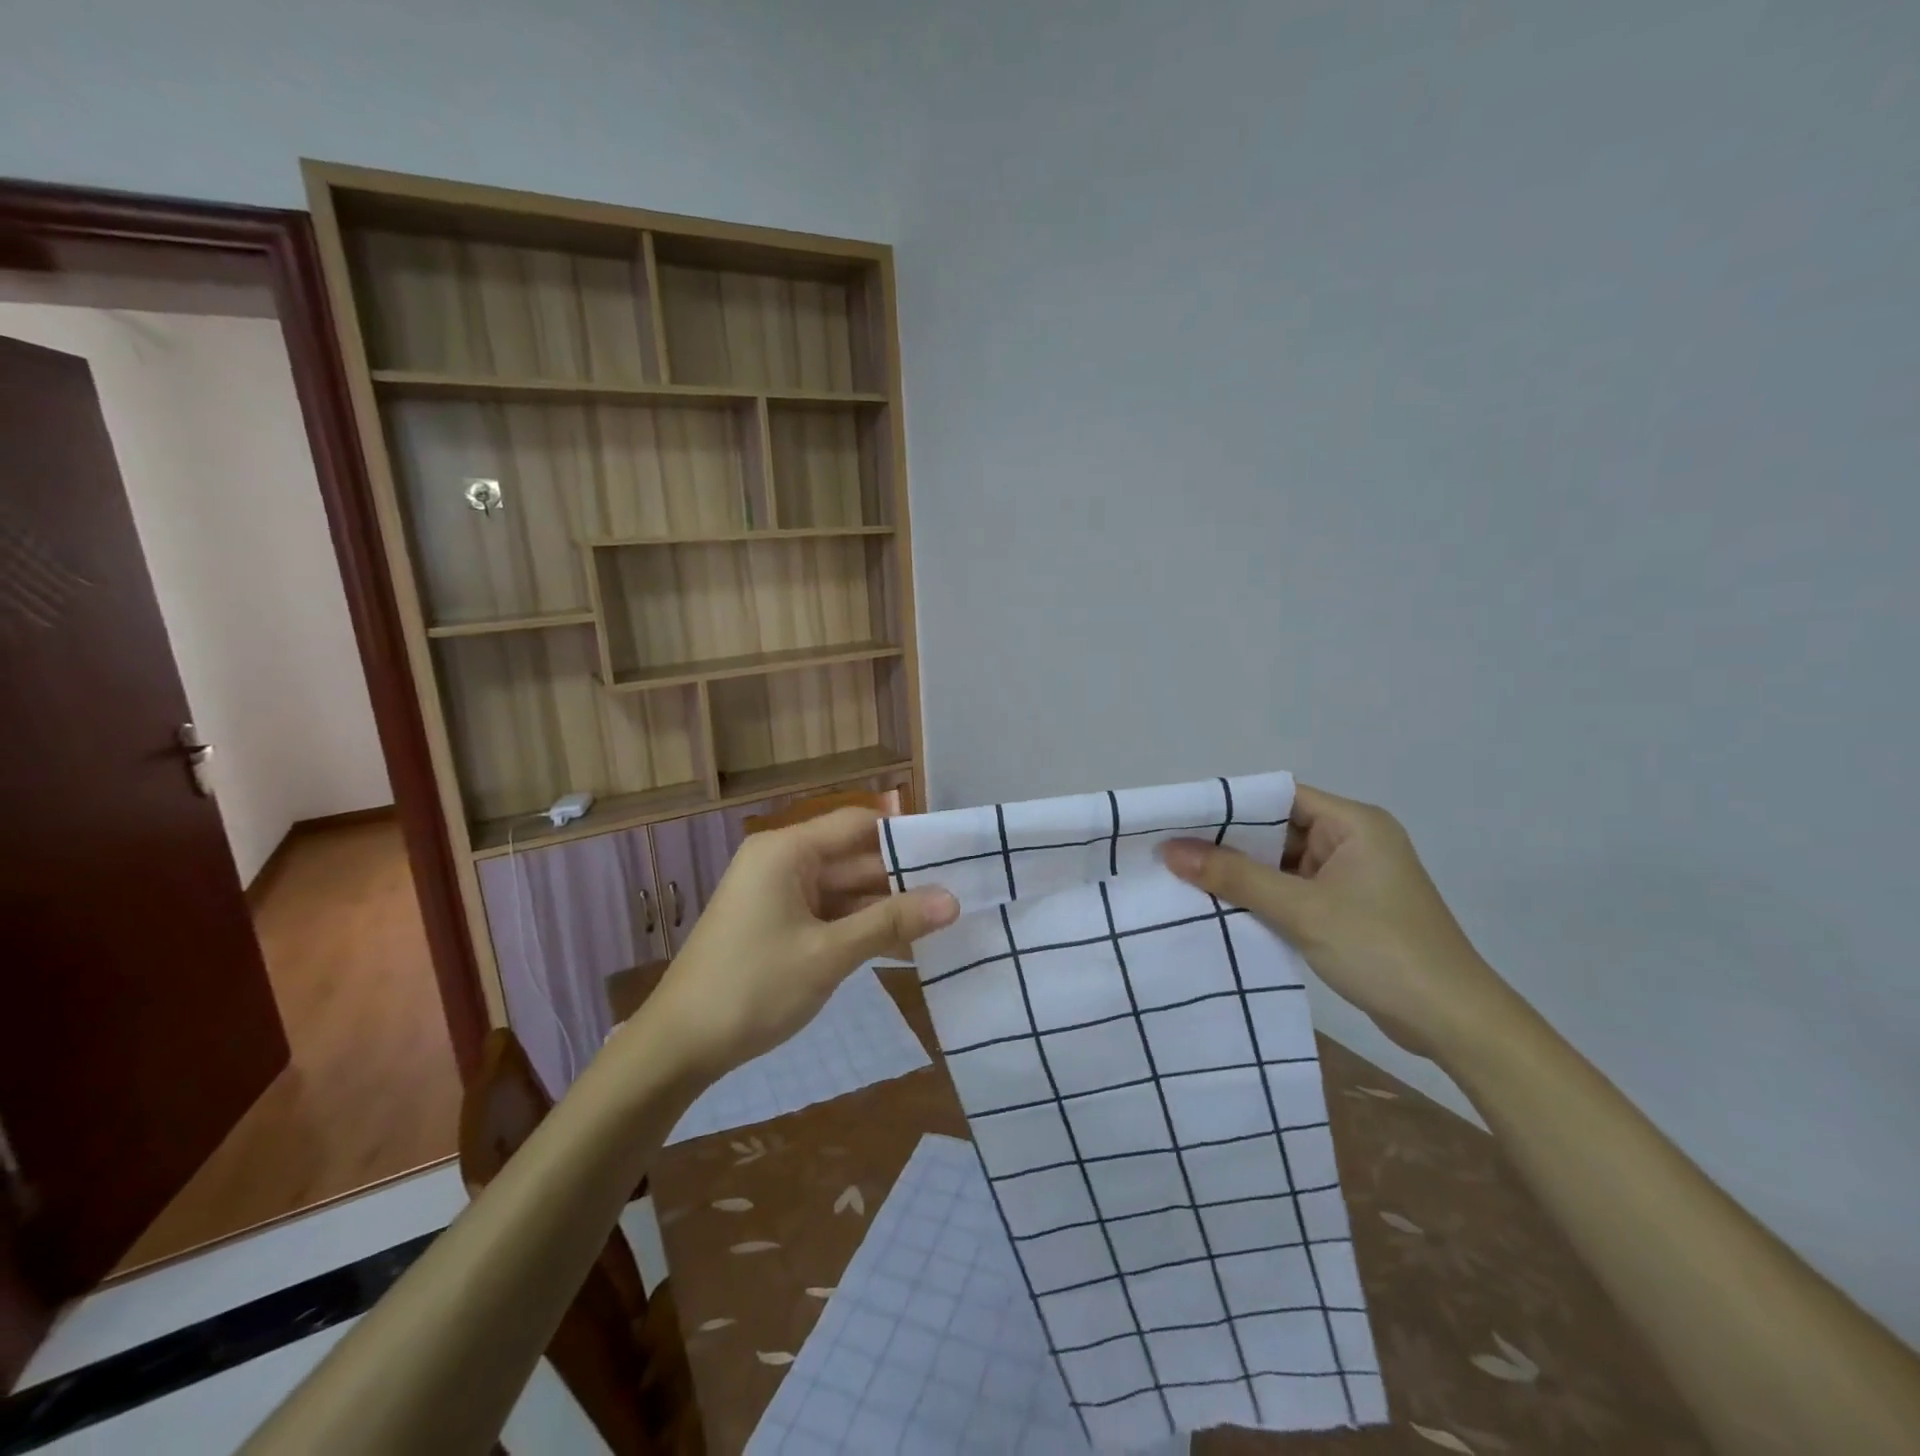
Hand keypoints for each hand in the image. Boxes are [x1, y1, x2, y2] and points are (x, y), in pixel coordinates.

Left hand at [644, 808, 958, 1082]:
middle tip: (960, 891)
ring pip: (845, 890)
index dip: (906, 835)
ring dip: (886, 907)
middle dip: (903, 878)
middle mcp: (783, 862)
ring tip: (945, 920)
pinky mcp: (779, 926)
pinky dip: (862, 928)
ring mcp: (779, 896)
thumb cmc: (753, 988)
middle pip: (854, 858)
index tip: (954, 851)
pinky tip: (905, 945)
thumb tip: (953, 899)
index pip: (859, 824)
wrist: (678, 1047)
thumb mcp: (828, 954)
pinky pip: (830, 915)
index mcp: (788, 850)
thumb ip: (891, 922)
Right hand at [1160, 784, 1509, 1058]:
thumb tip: (1171, 850)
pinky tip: (1223, 907)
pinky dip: (1264, 897)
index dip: (1232, 806)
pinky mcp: (1348, 909)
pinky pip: (1295, 890)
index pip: (1280, 797)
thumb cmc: (1381, 950)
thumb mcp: (1301, 909)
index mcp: (1354, 823)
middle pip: (1279, 829)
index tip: (1183, 819)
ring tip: (1187, 878)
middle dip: (1231, 843)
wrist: (1454, 1024)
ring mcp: (1352, 877)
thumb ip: (1234, 876)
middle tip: (1174, 851)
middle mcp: (1354, 841)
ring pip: (1284, 863)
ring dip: (1244, 874)